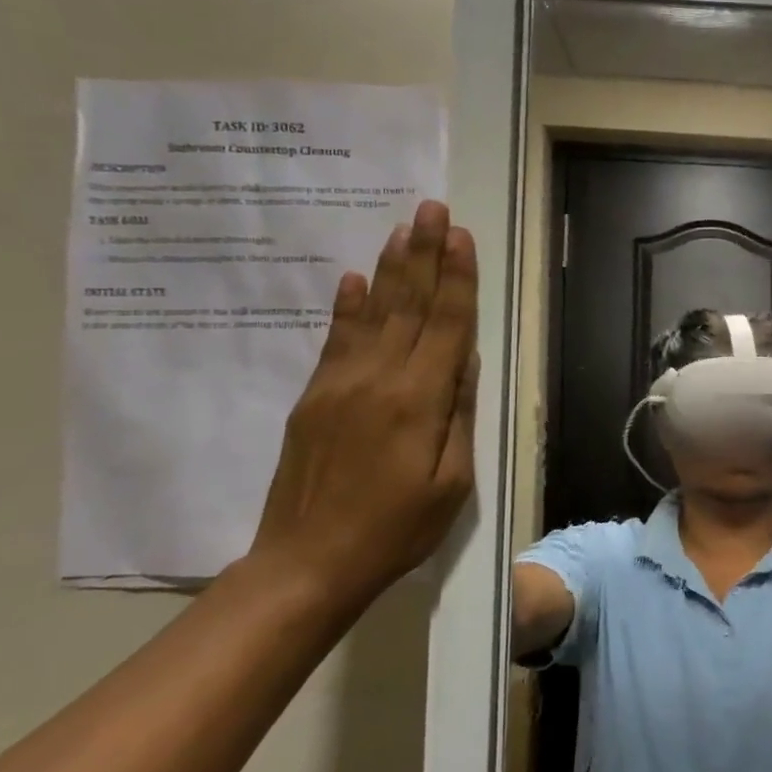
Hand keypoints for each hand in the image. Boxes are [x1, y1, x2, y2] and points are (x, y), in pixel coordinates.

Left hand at [247, 199, 479, 611]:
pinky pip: (335, 340)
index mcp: (418, 401)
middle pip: (408, 305)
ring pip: (372, 313)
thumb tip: (465, 361)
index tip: (462, 237)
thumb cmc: (396, 529)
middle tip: (432, 208)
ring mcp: (339, 385)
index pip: (446, 325)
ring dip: (390, 268)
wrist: (307, 562)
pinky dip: (348, 306)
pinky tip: (354, 279)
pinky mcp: (314, 397)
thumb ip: (458, 415)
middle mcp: (378, 379)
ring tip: (402, 228)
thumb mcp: (451, 483)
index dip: (457, 279)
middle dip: (424, 254)